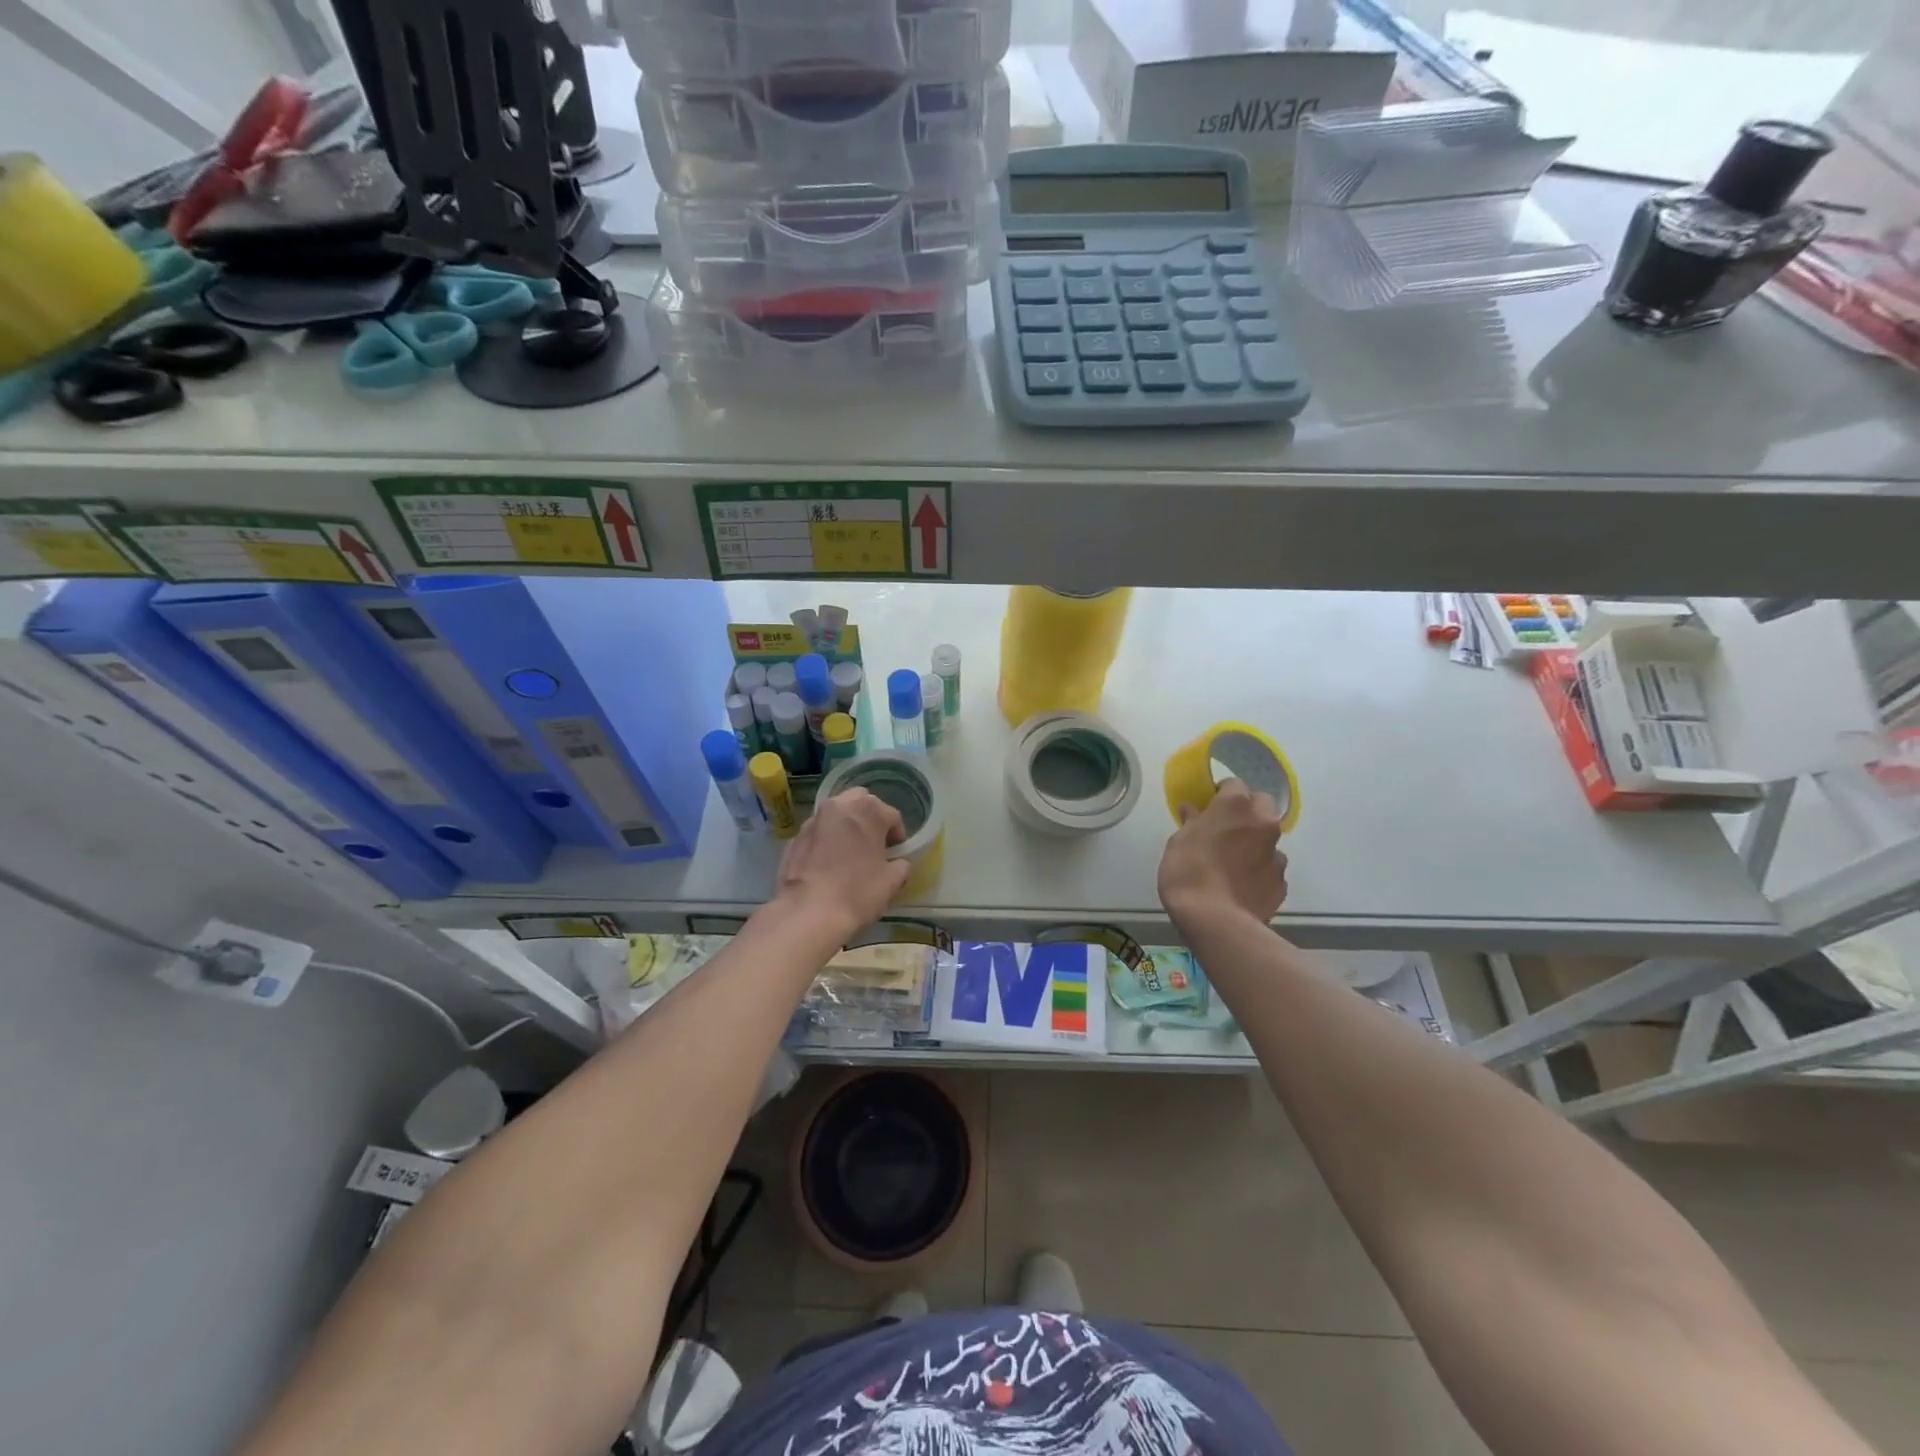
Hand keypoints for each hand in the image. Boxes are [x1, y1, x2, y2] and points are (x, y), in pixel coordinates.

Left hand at [772, 788, 912, 938]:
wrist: (807, 913)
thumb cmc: (857, 892)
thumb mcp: (892, 882)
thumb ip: (901, 864)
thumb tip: (898, 862)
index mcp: (867, 810)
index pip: (891, 815)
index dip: (898, 835)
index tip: (896, 854)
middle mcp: (838, 806)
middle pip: (861, 802)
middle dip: (870, 818)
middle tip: (873, 844)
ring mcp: (812, 820)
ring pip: (835, 814)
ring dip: (846, 826)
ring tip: (849, 852)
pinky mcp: (794, 838)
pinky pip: (817, 833)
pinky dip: (825, 840)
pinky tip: (827, 864)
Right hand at [1157, 778, 1288, 927]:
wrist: (1216, 920)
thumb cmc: (1188, 871)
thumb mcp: (1178, 842)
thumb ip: (1191, 822)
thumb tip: (1192, 810)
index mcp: (1236, 805)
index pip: (1234, 784)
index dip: (1220, 792)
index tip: (1208, 804)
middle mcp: (1263, 822)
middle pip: (1261, 804)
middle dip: (1247, 810)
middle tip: (1225, 827)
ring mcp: (1276, 853)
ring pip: (1269, 838)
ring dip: (1255, 841)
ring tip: (1234, 861)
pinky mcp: (1281, 882)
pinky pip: (1270, 867)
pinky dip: (1259, 870)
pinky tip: (1242, 884)